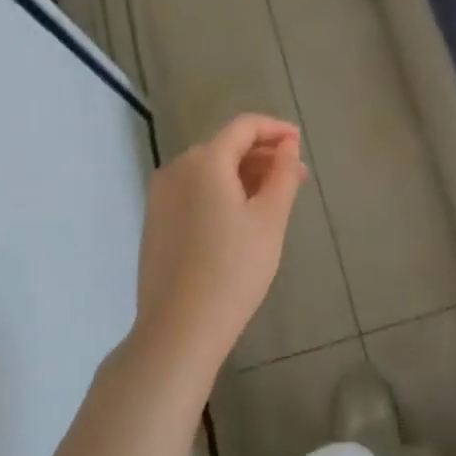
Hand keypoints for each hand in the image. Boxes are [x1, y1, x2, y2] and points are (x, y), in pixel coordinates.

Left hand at [131, 114, 306, 388]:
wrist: (178, 329)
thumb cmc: (233, 269)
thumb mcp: (270, 219)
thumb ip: (282, 174)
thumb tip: (287, 146)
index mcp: (205, 161)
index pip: (244, 127)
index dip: (275, 129)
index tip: (300, 143)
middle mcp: (177, 168)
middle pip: (226, 147)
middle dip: (263, 156)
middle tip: (296, 177)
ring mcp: (160, 195)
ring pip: (209, 171)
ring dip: (243, 175)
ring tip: (273, 198)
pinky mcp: (155, 221)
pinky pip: (194, 191)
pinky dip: (221, 192)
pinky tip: (241, 218)